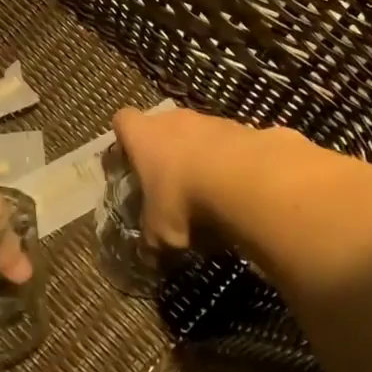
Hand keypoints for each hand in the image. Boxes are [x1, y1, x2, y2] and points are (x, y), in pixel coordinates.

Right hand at [111, 105, 308, 262]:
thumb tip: (149, 252)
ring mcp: (213, 121)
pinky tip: (241, 192)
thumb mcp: (160, 230)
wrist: (248, 181)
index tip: (131, 161)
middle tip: (172, 185)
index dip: (126, 139)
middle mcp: (175, 120)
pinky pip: (234, 146)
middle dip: (168, 151)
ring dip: (204, 157)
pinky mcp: (248, 130)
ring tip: (212, 194)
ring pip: (201, 134)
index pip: (124, 120)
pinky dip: (234, 164)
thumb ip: (152, 235)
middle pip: (165, 126)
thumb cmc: (186, 199)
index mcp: (144, 136)